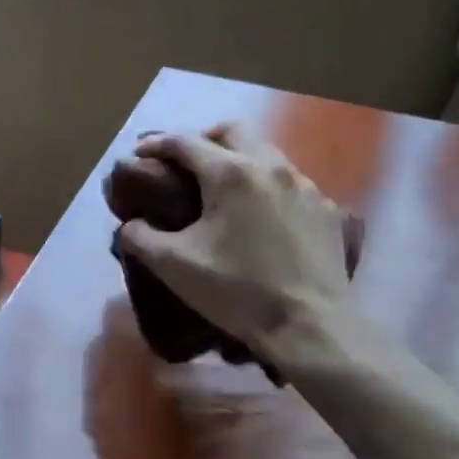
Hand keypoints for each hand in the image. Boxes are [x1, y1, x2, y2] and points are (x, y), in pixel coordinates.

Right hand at [117, 125, 353, 354]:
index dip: (156, 144)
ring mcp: (305, 186)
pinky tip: (261, 216)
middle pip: (233, 131)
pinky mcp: (327, 210)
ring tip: (223, 190)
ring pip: (266, 154)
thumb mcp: (173, 266)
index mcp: (229, 173)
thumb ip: (140, 237)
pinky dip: (268, 187)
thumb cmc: (236, 291)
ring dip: (239, 161)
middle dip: (204, 139)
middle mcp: (270, 167)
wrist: (310, 328)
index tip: (140, 154)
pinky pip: (291, 183)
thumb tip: (131, 225)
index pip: (184, 142)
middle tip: (186, 163)